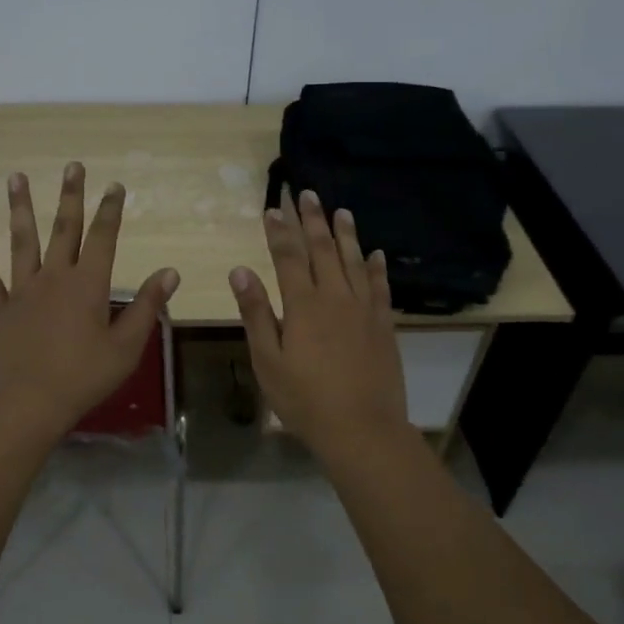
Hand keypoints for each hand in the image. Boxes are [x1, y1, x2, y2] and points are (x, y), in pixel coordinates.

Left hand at [0, 162, 178, 436]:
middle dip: (71, 196)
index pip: (103, 238)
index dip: (110, 210)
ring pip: (23, 241)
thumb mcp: (126, 347)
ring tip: (16, 177)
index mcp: (88, 285)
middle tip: (73, 166)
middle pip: (64, 229)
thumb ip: (147, 307)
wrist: (26, 403)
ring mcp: (23, 291)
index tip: (115, 185)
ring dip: (21, 208)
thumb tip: (170, 272)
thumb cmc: (83, 378)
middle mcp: (54, 278)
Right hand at [230, 187, 411, 459]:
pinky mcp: (383, 325)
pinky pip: (380, 287)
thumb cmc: (305, 399)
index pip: (288, 256)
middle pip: (322, 250)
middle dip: (312, 220)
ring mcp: (363, 309)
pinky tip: (375, 254)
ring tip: (340, 211)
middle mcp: (335, 297)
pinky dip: (376, 267)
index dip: (279, 231)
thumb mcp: (267, 360)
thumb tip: (240, 269)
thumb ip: (255, 312)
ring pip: (353, 261)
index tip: (272, 208)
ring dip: (345, 234)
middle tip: (307, 194)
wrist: (361, 429)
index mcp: (303, 305)